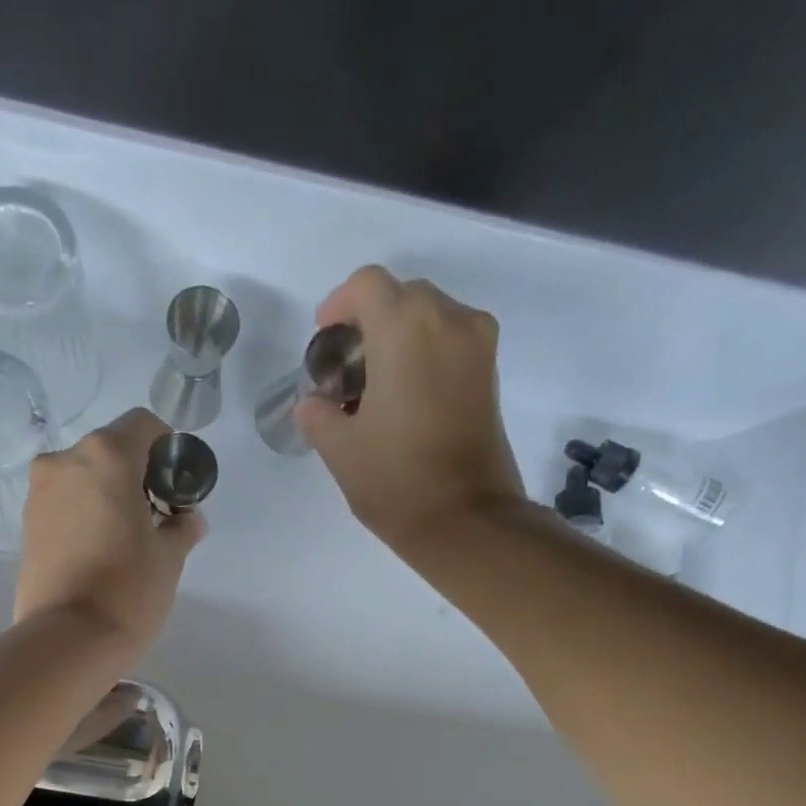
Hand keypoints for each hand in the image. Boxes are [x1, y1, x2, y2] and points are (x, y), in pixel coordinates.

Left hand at [15, 408, 205, 652]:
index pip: (143, 425)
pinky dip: (83, 513)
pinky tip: (98, 550)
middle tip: (154, 515)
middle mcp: (65, 461)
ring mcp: (39, 493)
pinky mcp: (26, 525)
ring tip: (124, 538)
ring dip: (106, 493)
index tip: (175, 483)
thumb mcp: (170, 557)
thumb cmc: (129, 589)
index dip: (166, 447)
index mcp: (106, 456)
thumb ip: (182, 526)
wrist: (68, 640)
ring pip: (82, 477)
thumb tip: (188, 518)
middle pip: (109, 450)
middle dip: (135, 473)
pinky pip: (63, 503)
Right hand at [297, 266, 527, 550]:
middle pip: (402, 294)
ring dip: (399, 334)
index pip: (367, 285)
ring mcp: (477, 344)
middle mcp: (448, 321)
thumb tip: (314, 403)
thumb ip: (318, 414)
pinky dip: (425, 351)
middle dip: (369, 319)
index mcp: (405, 329)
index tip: (325, 340)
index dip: (339, 305)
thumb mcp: (339, 449)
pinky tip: (404, 394)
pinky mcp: (490, 372)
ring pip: (431, 314)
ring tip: (375, 382)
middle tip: (347, 365)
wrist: (466, 519)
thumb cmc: (395, 481)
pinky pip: (451, 339)